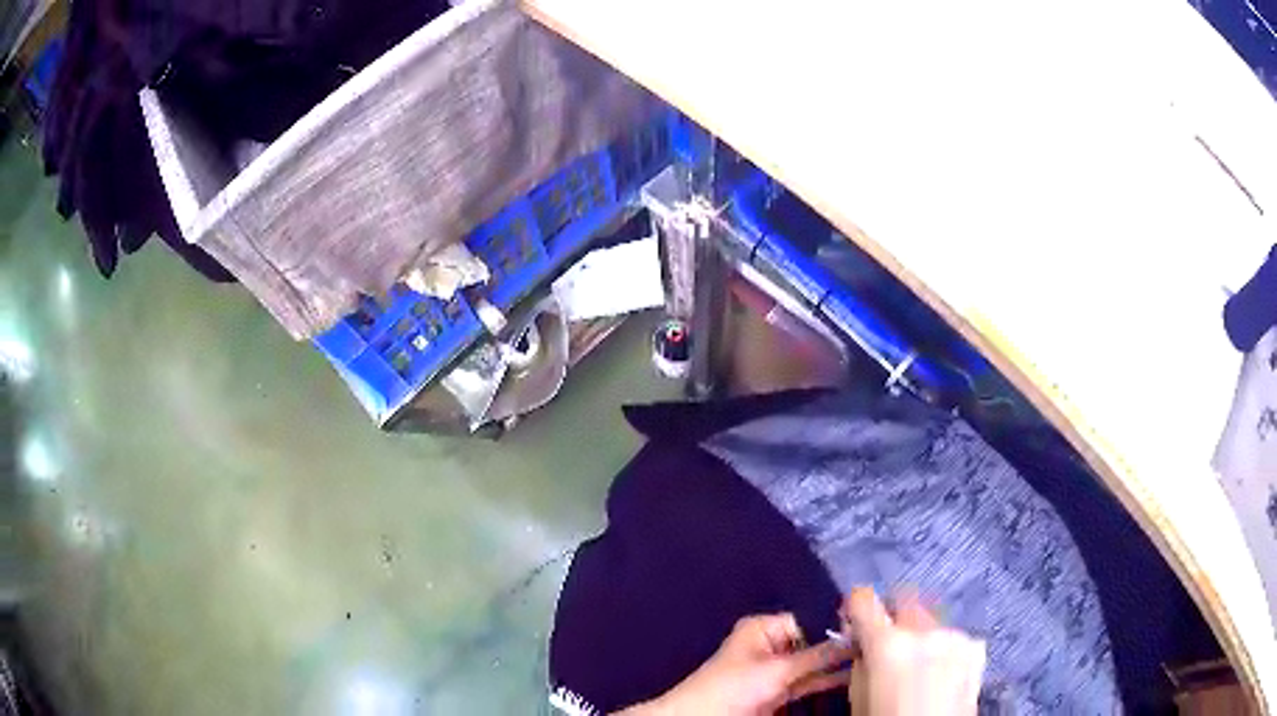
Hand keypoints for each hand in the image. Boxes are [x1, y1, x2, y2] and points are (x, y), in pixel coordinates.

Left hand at [620, 613, 852, 715]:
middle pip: (813, 643)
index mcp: (763, 629)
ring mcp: (775, 670)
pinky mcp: (778, 692)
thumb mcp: (777, 669)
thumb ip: (817, 655)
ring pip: (812, 665)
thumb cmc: (734, 686)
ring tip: (872, 660)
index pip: (809, 620)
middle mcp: (771, 645)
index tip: (869, 627)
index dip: (836, 625)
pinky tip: (853, 677)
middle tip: (878, 643)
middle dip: (839, 647)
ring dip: (836, 666)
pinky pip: (807, 682)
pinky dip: (826, 681)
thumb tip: (854, 636)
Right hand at [843, 588, 985, 715]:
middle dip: (893, 617)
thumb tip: (863, 646)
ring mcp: (955, 638)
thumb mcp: (858, 697)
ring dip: (921, 634)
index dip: (854, 606)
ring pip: (931, 620)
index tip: (852, 616)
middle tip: (885, 640)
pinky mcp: (976, 649)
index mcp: (887, 645)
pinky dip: (943, 648)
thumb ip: (860, 663)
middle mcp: (924, 632)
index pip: (864, 600)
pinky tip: (939, 672)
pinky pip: (953, 638)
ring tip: (916, 663)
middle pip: (904, 601)